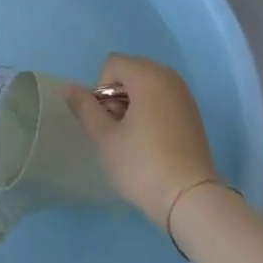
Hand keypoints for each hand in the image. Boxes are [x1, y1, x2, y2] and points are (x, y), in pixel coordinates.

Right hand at [67, 54, 220, 227]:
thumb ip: (85, 108)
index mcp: (147, 75)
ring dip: (134, 102)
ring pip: (148, 84)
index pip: (112, 64)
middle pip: (131, 70)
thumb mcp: (105, 138)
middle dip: (118, 94)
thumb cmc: (143, 165)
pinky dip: (152, 110)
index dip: (101, 89)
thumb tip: (69, 87)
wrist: (191, 199)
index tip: (108, 120)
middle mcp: (168, 76)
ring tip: (134, 137)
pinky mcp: (193, 113)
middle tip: (119, 130)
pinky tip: (153, 142)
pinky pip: (164, 97)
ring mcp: (184, 94)